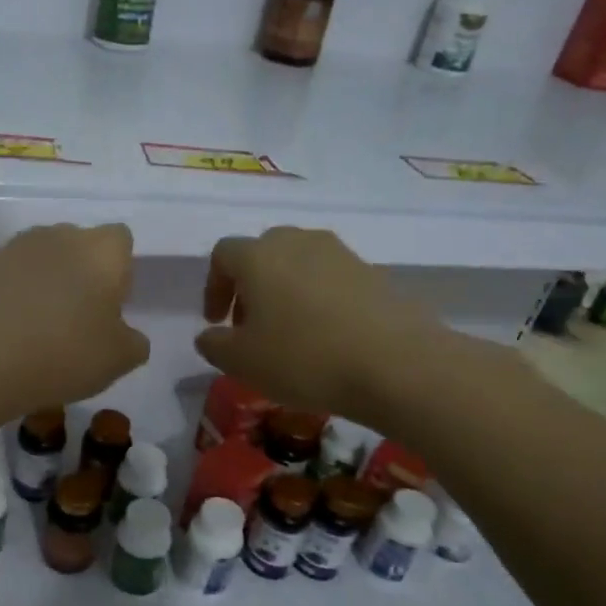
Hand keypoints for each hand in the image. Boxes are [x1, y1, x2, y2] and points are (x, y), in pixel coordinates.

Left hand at [0, 223, 149, 414]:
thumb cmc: (65, 353)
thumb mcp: (119, 360)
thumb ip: (133, 342)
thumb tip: (125, 335)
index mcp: (101, 250)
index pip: (120, 240)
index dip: (119, 271)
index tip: (111, 305)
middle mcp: (58, 236)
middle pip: (78, 245)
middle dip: (80, 273)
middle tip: (76, 319)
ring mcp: (14, 248)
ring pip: (40, 260)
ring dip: (44, 284)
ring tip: (38, 329)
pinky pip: (7, 278)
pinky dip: (11, 297)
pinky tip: (8, 332)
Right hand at [195, 227, 459, 418]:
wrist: (396, 364)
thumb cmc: (303, 358)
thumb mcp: (241, 362)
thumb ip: (214, 345)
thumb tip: (210, 335)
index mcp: (259, 256)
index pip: (223, 255)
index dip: (213, 286)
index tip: (216, 321)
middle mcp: (298, 242)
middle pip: (263, 252)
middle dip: (250, 285)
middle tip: (249, 324)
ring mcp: (340, 253)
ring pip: (299, 262)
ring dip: (284, 290)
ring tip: (288, 331)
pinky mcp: (373, 272)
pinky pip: (331, 278)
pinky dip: (318, 298)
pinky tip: (325, 335)